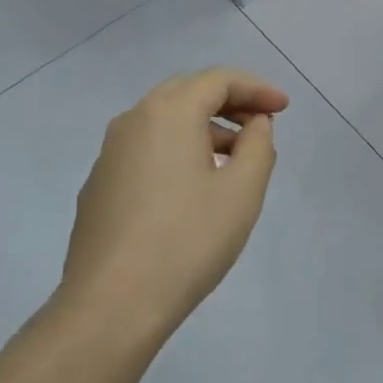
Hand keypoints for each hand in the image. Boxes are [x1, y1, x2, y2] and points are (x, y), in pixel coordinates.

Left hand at [60, 68, 289, 327]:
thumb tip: (255, 124)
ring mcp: (109, 154)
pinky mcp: (99, 185)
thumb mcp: (241, 193)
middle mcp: (132, 121)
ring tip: (234, 160)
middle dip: (228, 103)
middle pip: (186, 93)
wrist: (112, 302)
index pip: (217, 80)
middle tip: (260, 124)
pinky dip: (176, 151)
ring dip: (202, 129)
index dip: (256, 88)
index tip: (284, 108)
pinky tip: (192, 187)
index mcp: (167, 113)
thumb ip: (258, 147)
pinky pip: (144, 150)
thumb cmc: (187, 241)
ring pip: (162, 123)